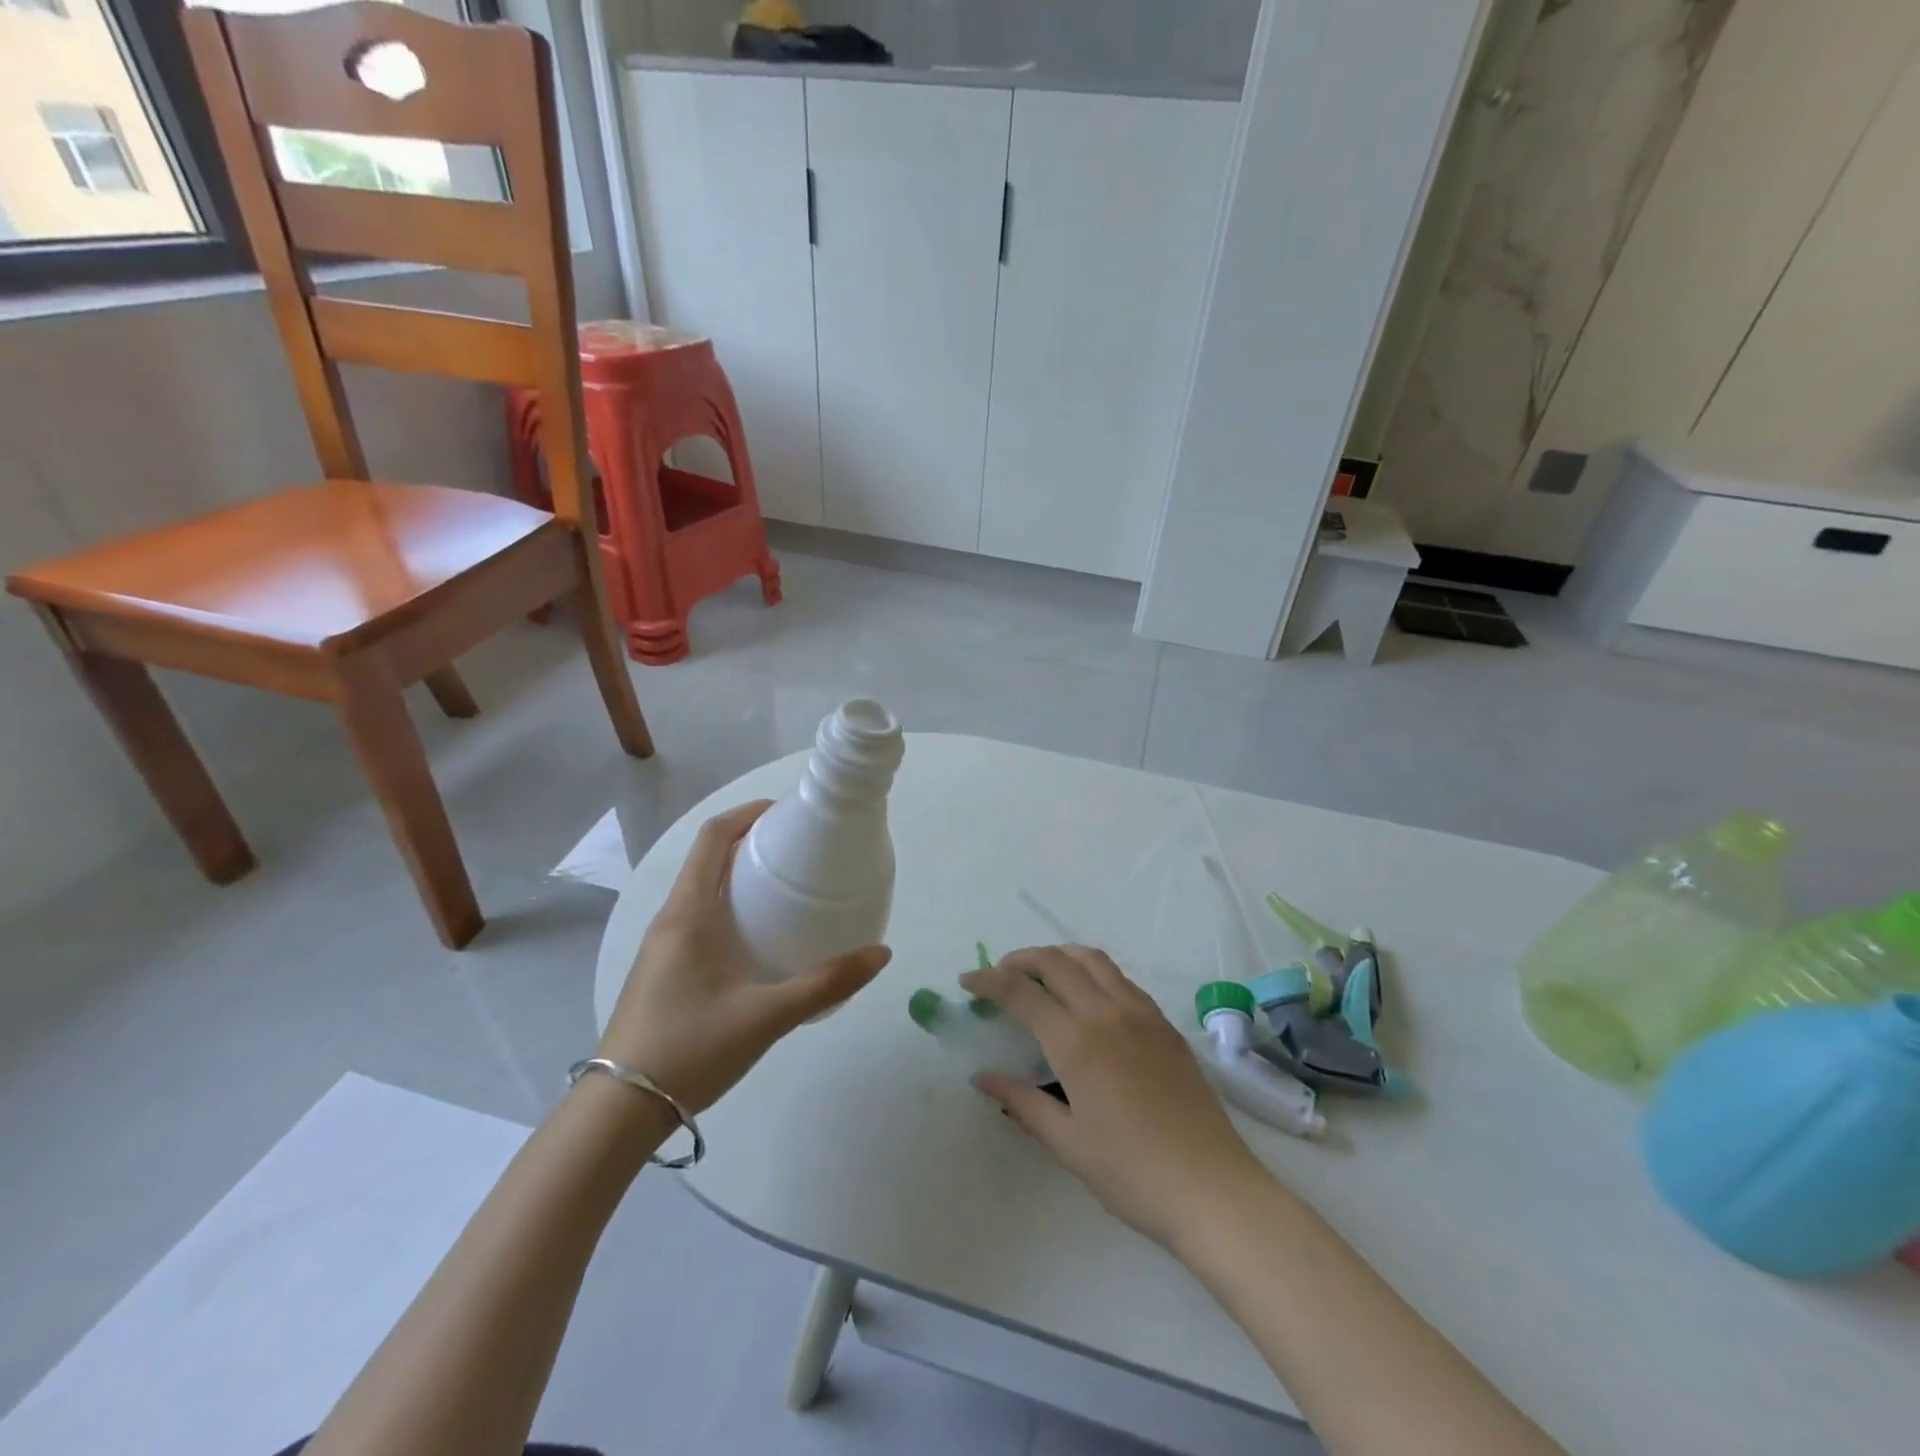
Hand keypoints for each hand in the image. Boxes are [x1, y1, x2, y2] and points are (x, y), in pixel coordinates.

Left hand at [600, 801, 890, 1113]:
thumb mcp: (767, 1016)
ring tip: (784, 887)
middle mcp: (670, 919)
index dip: (748, 814)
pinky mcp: (661, 970)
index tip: (787, 812)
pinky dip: (727, 904)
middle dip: (750, 842)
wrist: (619, 1111)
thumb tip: (881, 954)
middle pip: (707, 858)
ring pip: (700, 888)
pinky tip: (757, 936)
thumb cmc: (691, 1049)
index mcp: (689, 913)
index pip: (713, 837)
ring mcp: (661, 946)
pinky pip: (696, 916)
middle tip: (798, 850)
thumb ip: (827, 984)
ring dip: (737, 874)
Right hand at [962, 946, 1272, 1248]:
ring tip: (1040, 975)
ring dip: (1058, 956)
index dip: (988, 981)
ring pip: (1091, 959)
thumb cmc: (1132, 1174)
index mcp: (1077, 1042)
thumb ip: (1022, 1102)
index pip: (1021, 992)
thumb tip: (982, 1077)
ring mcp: (1140, 1013)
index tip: (967, 981)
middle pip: (1055, 962)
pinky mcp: (1163, 1023)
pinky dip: (1091, 970)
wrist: (1212, 1189)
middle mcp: (1106, 1013)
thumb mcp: (1067, 1143)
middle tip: (999, 977)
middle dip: (1020, 960)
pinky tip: (1086, 996)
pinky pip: (1120, 978)